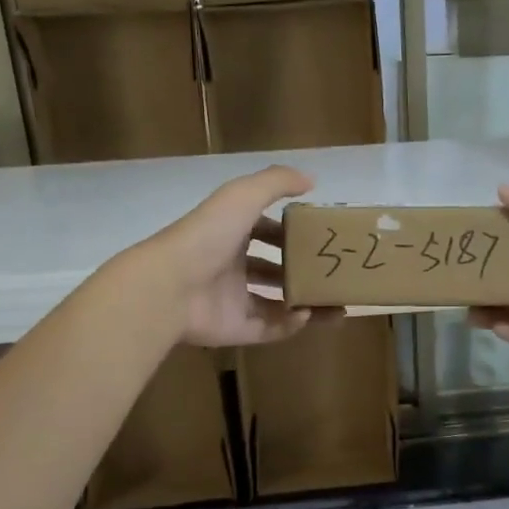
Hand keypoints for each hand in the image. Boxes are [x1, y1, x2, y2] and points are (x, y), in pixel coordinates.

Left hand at [138, 165, 329, 347]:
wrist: (170, 286)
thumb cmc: (208, 236)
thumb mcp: (243, 195)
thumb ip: (277, 182)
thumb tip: (311, 180)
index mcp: (231, 233)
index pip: (266, 230)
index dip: (290, 231)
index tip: (320, 234)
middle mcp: (232, 265)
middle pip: (273, 268)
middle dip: (302, 270)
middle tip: (334, 272)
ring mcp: (233, 299)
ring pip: (278, 302)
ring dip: (307, 301)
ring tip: (338, 303)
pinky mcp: (236, 328)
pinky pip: (270, 328)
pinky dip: (291, 324)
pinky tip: (308, 314)